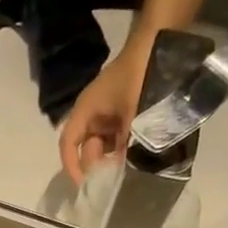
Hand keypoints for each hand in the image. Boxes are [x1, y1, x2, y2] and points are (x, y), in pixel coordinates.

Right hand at [57, 47, 148, 183]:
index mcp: (85, 111)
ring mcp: (107, 114)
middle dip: (98, 164)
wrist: (159, 42)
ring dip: (113, 158)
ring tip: (128, 168)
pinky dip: (123, 149)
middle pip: (87, 148)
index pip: (68, 144)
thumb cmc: (139, 75)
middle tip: (115, 175)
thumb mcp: (133, 113)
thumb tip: (122, 172)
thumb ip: (126, 144)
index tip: (85, 185)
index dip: (72, 166)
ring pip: (103, 146)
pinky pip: (117, 138)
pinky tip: (134, 156)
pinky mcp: (122, 114)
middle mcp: (92, 115)